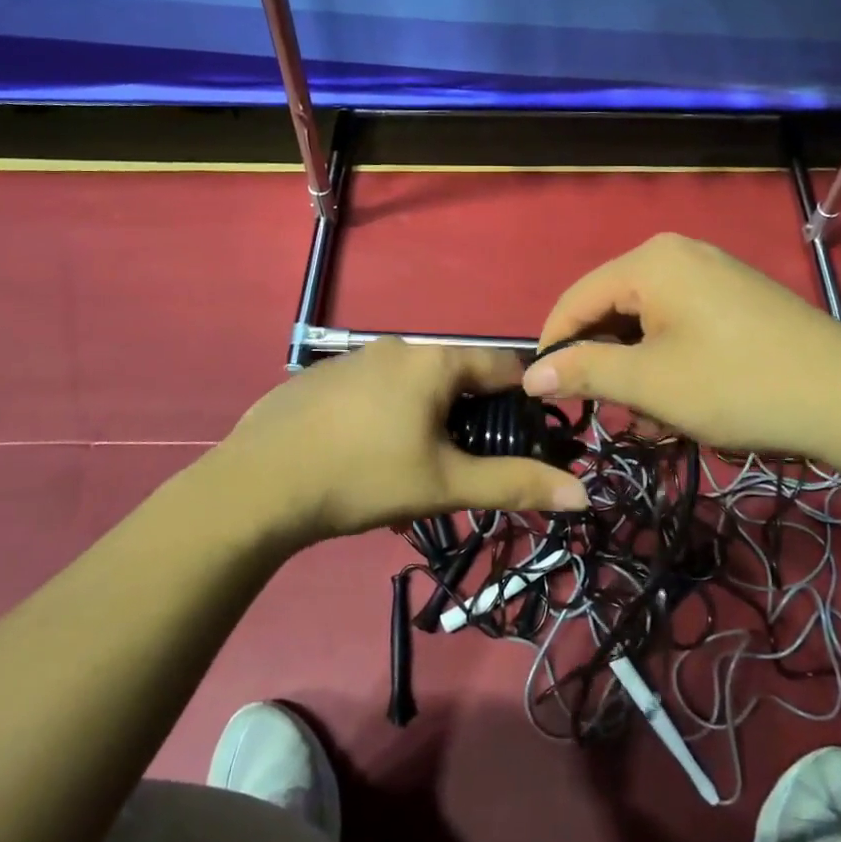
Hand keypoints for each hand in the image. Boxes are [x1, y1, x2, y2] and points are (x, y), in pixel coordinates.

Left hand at [218, 340, 587, 542]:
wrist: (257, 486)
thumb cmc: (364, 477)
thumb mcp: (445, 485)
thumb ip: (515, 484)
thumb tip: (583, 493)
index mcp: (434, 360)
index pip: (503, 365)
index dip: (523, 401)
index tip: (525, 439)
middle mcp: (398, 347)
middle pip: (456, 379)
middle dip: (469, 423)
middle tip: (462, 470)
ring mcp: (355, 358)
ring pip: (414, 389)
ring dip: (427, 426)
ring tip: (412, 478)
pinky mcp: (322, 378)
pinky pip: (375, 394)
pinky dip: (387, 421)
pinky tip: (365, 463)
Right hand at [522, 234, 840, 471]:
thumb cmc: (738, 386)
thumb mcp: (650, 383)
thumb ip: (584, 372)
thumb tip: (531, 375)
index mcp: (651, 261)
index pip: (576, 298)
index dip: (553, 347)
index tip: (541, 394)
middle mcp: (679, 255)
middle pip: (613, 309)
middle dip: (604, 364)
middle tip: (607, 414)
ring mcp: (714, 274)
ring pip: (648, 323)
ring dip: (638, 372)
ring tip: (652, 422)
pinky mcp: (738, 299)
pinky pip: (682, 326)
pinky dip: (670, 363)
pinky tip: (682, 406)